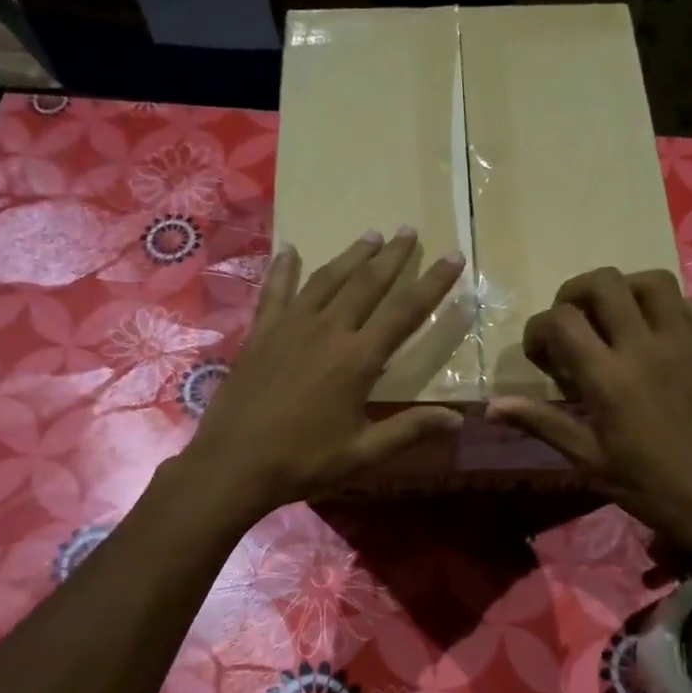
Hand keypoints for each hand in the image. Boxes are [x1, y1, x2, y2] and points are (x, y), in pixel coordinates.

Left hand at [180, 228, 466, 517]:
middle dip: (392, 255)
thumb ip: (410, 430)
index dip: (433, 283)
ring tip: (370, 234)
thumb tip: (458, 418)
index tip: (453, 256)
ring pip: (327, 279)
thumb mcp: (363, 453)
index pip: (405, 311)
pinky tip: (290, 249)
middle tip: (407, 229)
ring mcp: (290, 327)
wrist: (234, 463)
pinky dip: (285, 268)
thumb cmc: (303, 461)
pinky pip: (276, 291)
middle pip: (367, 283)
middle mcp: (327, 331)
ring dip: (351, 254)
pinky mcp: (261, 333)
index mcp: (357, 360)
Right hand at [486, 268, 691, 561]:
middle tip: (570, 322)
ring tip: (613, 315)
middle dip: (575, 293)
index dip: (538, 328)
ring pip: (653, 281)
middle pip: (604, 283)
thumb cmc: (644, 484)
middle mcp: (645, 347)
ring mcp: (683, 343)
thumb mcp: (586, 458)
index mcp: (608, 376)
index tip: (538, 353)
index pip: (561, 320)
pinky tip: (659, 330)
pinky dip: (672, 307)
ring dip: (625, 289)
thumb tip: (490, 407)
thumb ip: (540, 422)